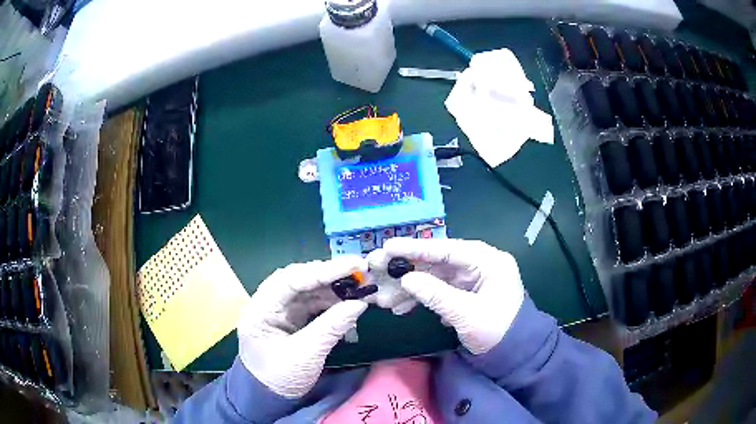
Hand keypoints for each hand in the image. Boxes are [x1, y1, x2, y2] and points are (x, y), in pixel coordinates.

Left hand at [237, 256, 368, 397]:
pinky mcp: (292, 318)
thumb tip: (359, 303)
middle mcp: (268, 303)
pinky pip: (312, 303)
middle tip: (360, 273)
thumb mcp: (306, 355)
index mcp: (260, 309)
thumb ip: (331, 327)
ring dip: (333, 289)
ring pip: (308, 290)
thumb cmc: (280, 378)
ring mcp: (280, 310)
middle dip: (329, 276)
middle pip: (299, 280)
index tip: (353, 266)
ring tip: (359, 289)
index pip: (290, 280)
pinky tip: (348, 304)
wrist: (270, 398)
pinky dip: (331, 302)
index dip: (322, 270)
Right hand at [371, 238, 524, 354]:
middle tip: (378, 273)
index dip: (415, 248)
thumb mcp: (466, 314)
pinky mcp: (466, 293)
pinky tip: (403, 308)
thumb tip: (407, 279)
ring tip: (386, 301)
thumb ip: (436, 294)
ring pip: (435, 277)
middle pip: (437, 262)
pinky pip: (440, 290)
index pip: (447, 249)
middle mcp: (479, 264)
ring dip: (411, 289)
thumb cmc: (497, 331)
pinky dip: (422, 299)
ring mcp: (472, 279)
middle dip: (407, 271)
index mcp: (488, 261)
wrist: (514, 354)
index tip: (388, 247)